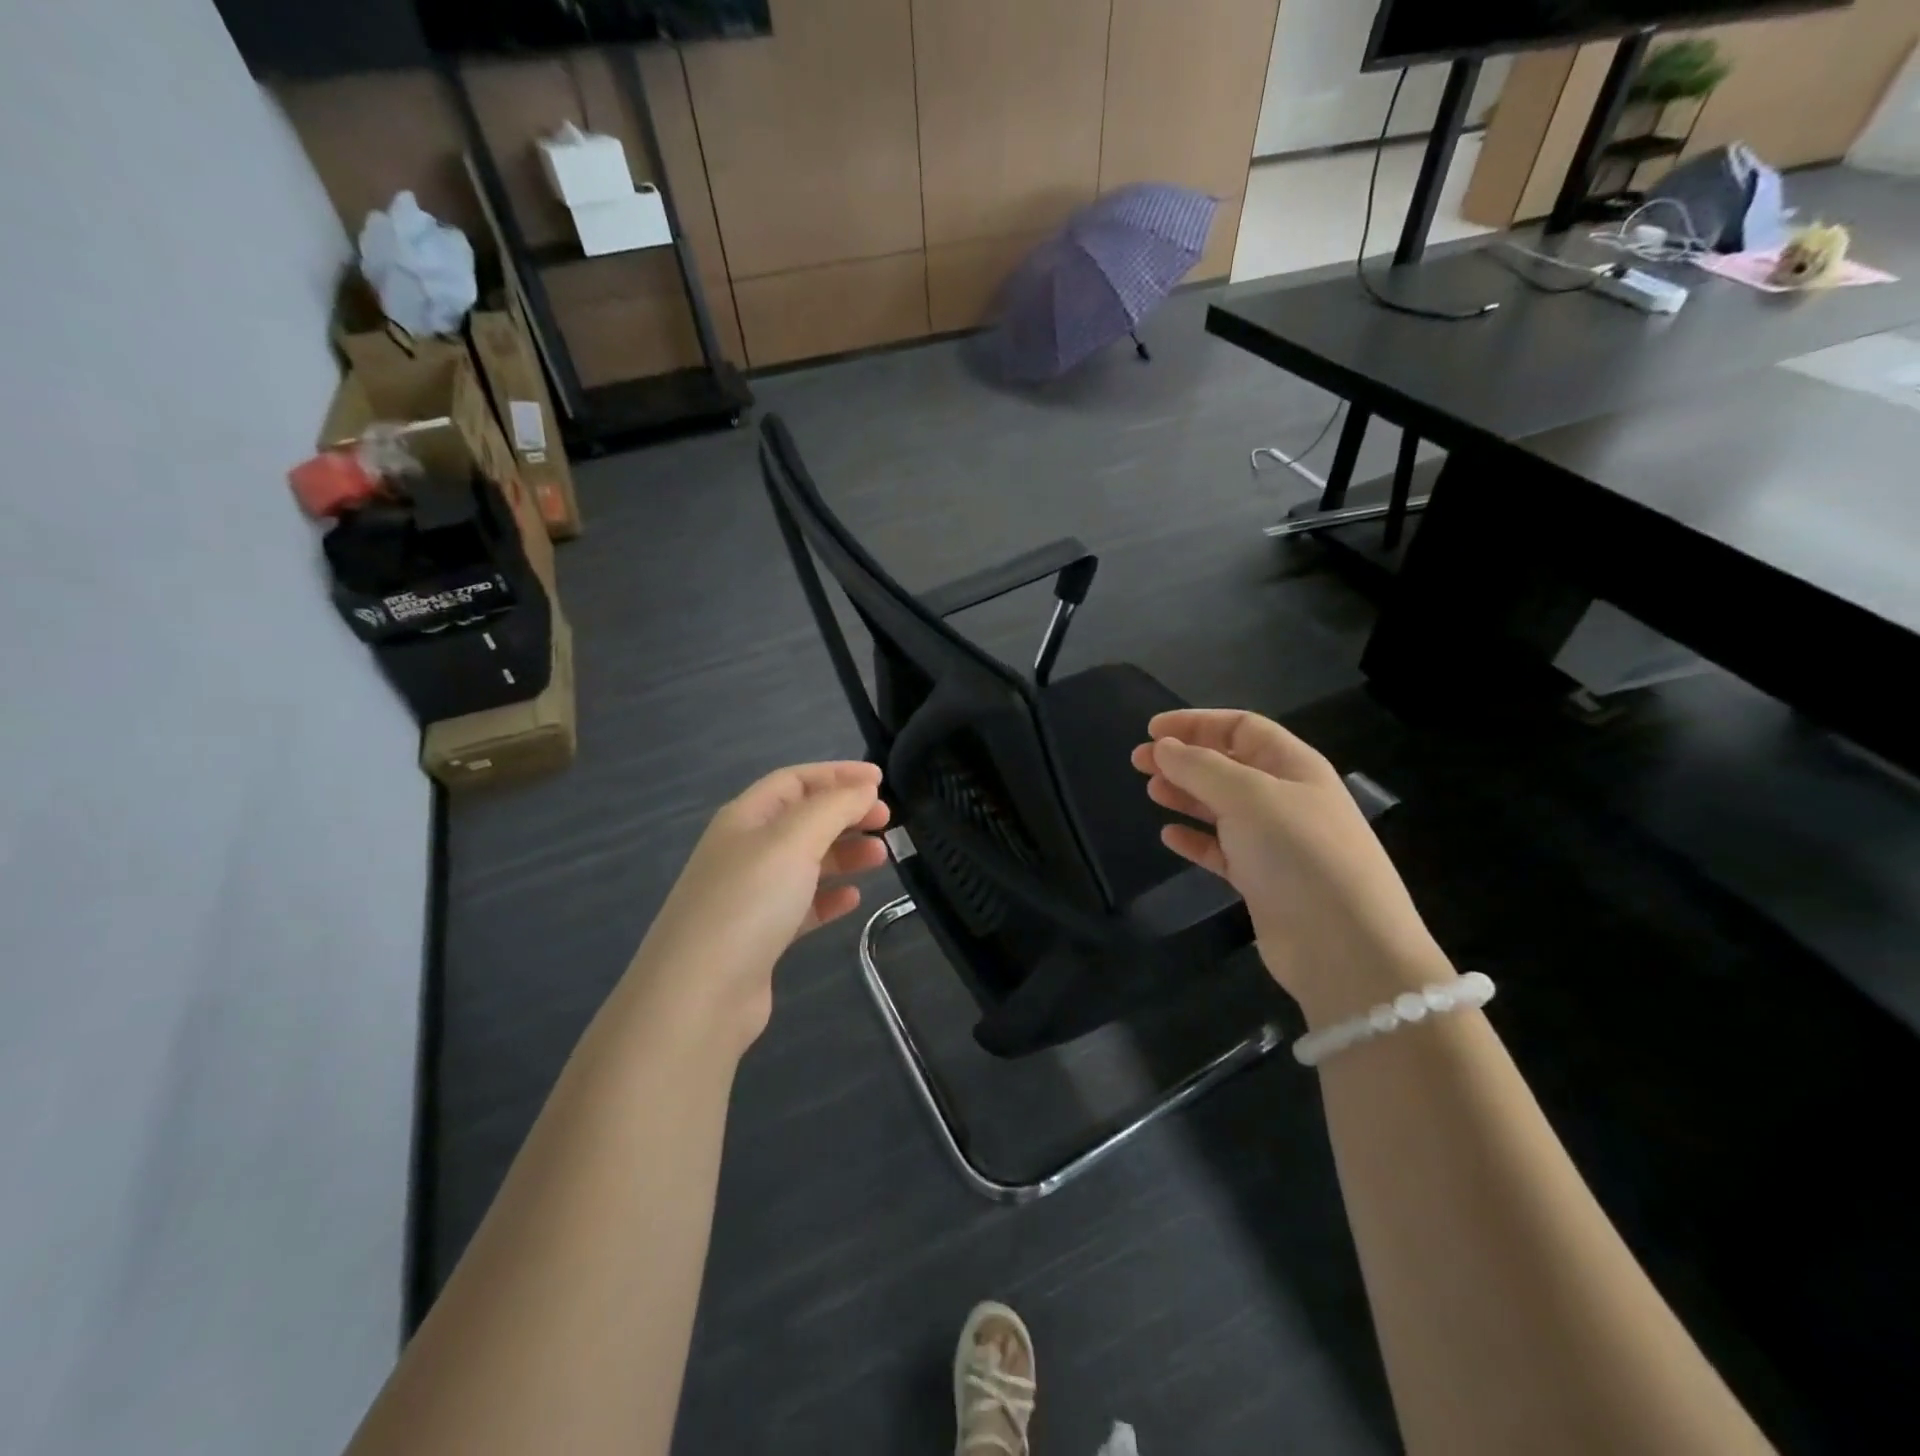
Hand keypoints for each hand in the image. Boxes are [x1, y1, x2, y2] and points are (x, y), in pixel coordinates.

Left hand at [633, 761, 889, 1048]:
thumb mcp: (794, 840)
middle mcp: (744, 851)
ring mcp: (750, 895)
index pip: (794, 781)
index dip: (836, 775)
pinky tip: (853, 899)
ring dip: (844, 853)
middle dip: (845, 814)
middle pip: (802, 819)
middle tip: (887, 820)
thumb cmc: (749, 902)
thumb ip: (834, 807)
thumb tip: (864, 788)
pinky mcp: (760, 936)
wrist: (700, 994)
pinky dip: (829, 896)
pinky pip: (801, 904)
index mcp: (745, 818)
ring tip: (881, 857)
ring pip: (805, 862)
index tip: (880, 780)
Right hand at [1132, 709, 1451, 1027]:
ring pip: (1221, 807)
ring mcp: (1274, 841)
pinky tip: (1169, 836)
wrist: (1344, 947)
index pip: (1242, 728)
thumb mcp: (1249, 797)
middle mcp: (1285, 798)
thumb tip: (1163, 747)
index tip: (1152, 730)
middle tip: (1139, 761)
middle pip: (1228, 765)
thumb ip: (1201, 768)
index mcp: (1294, 766)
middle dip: (1184, 758)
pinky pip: (1221, 849)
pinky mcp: (1261, 880)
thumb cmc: (1299, 855)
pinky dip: (1195, 840)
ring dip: (1186, 795)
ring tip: (1151, 792)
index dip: (1197, 723)